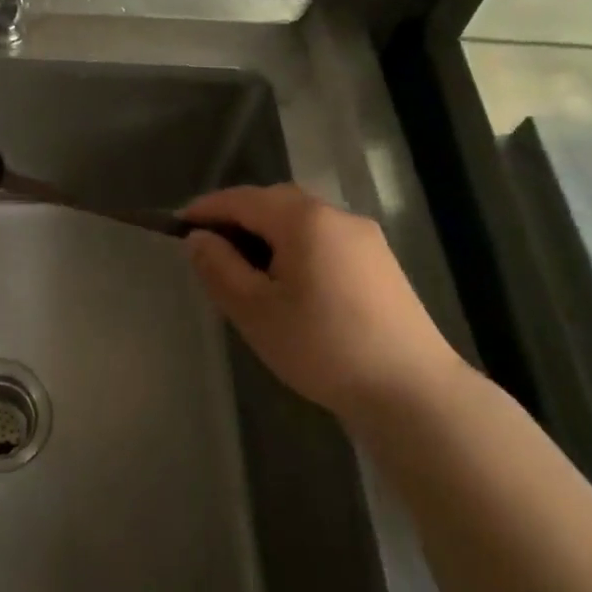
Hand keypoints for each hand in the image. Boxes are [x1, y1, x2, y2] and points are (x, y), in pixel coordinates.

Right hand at [181, 184, 461, 427]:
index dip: (206, 209)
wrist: (413, 392)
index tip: (177, 227)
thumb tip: (198, 238)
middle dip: (237, 218)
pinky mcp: (381, 263)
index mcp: (303, 219)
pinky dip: (296, 247)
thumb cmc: (323, 346)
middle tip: (209, 249)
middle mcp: (336, 215)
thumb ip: (219, 267)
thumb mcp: (255, 310)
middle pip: (274, 202)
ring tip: (245, 269)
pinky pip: (324, 240)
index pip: (241, 199)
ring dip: (267, 234)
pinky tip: (289, 283)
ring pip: (301, 221)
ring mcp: (365, 238)